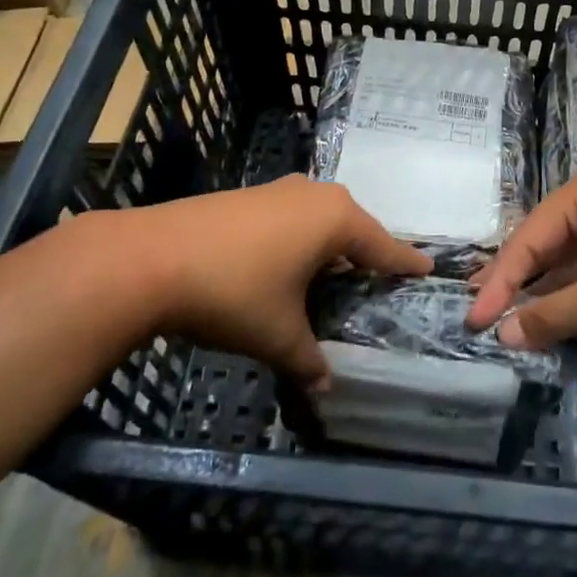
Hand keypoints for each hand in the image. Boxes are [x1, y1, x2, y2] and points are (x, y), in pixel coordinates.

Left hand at [120, 179, 429, 386]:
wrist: (149, 258)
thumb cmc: (233, 292)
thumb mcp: (277, 334)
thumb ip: (308, 360)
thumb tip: (324, 387)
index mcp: (335, 219)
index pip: (383, 245)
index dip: (405, 262)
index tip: (427, 269)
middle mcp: (314, 194)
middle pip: (354, 227)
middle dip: (366, 255)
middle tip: (376, 284)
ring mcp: (278, 189)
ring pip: (320, 219)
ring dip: (330, 247)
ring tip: (333, 279)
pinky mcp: (248, 195)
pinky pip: (292, 217)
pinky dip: (300, 240)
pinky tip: (286, 266)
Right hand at [466, 168, 576, 347]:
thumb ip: (555, 315)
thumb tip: (506, 334)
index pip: (525, 240)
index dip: (498, 283)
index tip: (474, 320)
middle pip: (541, 244)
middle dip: (513, 281)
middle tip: (479, 312)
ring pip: (564, 258)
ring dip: (540, 289)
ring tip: (504, 315)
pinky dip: (569, 291)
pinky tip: (549, 312)